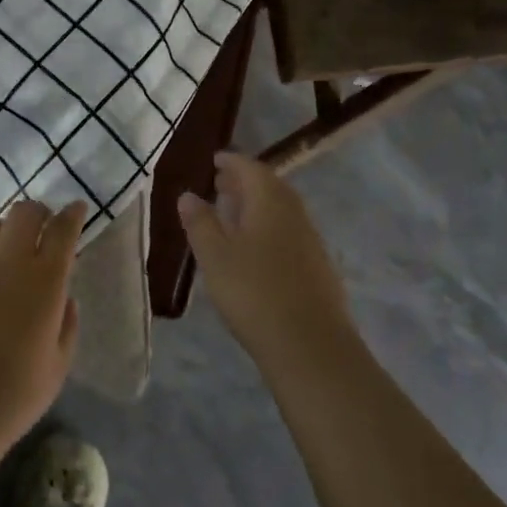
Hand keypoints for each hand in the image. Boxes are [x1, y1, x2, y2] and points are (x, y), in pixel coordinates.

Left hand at [0, 198, 87, 453]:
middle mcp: (8, 262)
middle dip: (38, 213)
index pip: (63, 230)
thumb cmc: (13, 396)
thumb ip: (67, 324)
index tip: (76, 210)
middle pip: (24, 213)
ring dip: (5, 231)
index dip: (72, 215)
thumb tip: (64, 297)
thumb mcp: (58, 365)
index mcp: (45, 280)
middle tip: (43, 228)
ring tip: (7, 252)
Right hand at [177, 152, 353, 368]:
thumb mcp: (215, 256)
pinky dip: (269, 227)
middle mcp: (295, 214)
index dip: (231, 162)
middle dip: (244, 181)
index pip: (251, 168)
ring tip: (233, 214)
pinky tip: (256, 249)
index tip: (214, 160)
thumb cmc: (254, 293)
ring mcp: (311, 241)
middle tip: (220, 183)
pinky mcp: (318, 267)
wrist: (310, 346)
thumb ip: (200, 222)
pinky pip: (289, 232)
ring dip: (257, 205)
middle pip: (270, 187)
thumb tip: (189, 194)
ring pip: (281, 210)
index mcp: (270, 202)